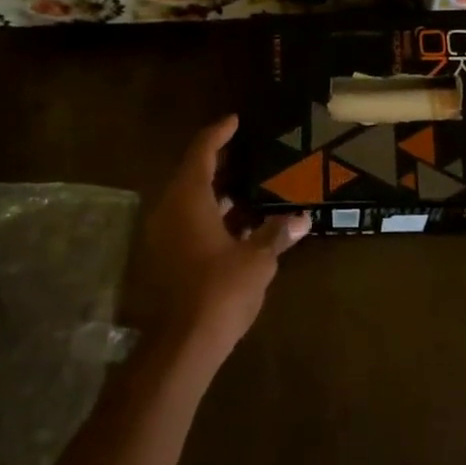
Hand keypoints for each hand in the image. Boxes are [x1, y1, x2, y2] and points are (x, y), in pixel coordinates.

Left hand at [125, 116, 307, 369]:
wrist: (183, 343)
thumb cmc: (220, 291)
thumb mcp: (257, 260)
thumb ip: (277, 234)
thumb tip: (302, 219)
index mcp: (188, 201)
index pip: (201, 153)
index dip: (218, 134)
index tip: (234, 121)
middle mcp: (169, 212)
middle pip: (192, 176)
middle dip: (219, 165)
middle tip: (246, 156)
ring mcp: (163, 237)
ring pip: (189, 204)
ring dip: (215, 196)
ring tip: (248, 191)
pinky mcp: (165, 260)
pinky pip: (187, 226)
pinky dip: (210, 219)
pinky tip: (236, 229)